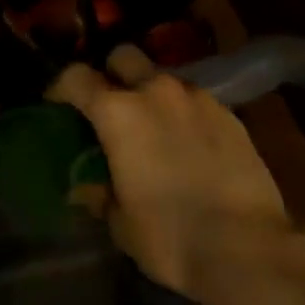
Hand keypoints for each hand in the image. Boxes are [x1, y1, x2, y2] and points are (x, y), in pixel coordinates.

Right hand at [49, 48, 304, 300]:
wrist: (247, 248)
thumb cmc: (170, 236)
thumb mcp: (121, 223)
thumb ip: (99, 195)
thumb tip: (86, 188)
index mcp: (118, 112)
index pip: (76, 77)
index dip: (61, 88)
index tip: (57, 106)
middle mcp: (155, 90)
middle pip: (123, 56)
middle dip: (111, 73)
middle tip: (110, 106)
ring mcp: (196, 97)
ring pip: (163, 77)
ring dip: (152, 94)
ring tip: (155, 129)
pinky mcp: (229, 113)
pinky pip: (195, 100)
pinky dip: (185, 113)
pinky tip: (190, 145)